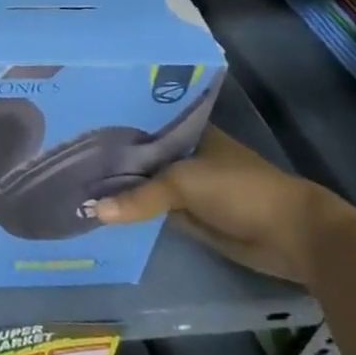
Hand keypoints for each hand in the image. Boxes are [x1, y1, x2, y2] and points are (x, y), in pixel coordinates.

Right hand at [92, 126, 355, 283]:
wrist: (292, 234)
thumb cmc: (238, 189)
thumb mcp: (183, 184)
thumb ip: (139, 196)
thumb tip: (94, 212)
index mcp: (184, 130)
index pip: (139, 120)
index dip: (109, 122)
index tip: (73, 122)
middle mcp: (182, 152)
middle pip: (139, 154)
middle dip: (109, 157)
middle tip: (63, 155)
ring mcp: (186, 184)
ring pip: (145, 183)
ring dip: (120, 186)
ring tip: (72, 180)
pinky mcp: (190, 214)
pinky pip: (155, 210)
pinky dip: (135, 211)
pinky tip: (103, 209)